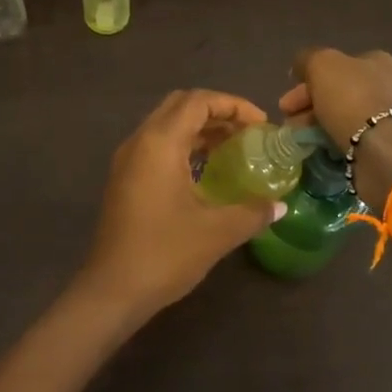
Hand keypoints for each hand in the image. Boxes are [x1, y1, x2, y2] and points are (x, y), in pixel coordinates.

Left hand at [76, 89, 284, 324]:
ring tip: (232, 150)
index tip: (261, 126)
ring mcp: (127, 161)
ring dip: (199, 130)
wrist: (112, 290)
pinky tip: (205, 173)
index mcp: (159, 143)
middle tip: (247, 133)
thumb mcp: (217, 231)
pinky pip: (156, 146)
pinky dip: (183, 147)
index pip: (198, 101)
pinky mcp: (123, 180)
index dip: (233, 105)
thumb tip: (279, 206)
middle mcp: (139, 142)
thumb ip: (253, 212)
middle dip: (216, 112)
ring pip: (166, 126)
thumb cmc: (165, 253)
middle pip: (179, 106)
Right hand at [280, 48, 391, 209]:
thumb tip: (300, 67)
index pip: (334, 67)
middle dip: (309, 106)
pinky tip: (324, 150)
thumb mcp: (322, 65)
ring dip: (319, 126)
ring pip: (345, 116)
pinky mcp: (391, 144)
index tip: (286, 104)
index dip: (306, 82)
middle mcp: (388, 84)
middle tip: (289, 123)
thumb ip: (307, 60)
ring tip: (301, 141)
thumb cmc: (353, 99)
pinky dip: (337, 141)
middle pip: (338, 92)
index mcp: (376, 61)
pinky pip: (356, 138)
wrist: (387, 149)